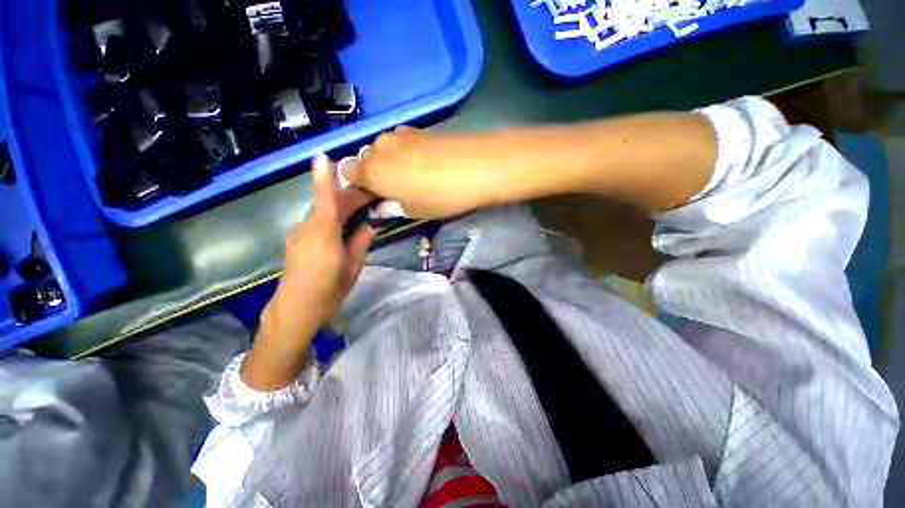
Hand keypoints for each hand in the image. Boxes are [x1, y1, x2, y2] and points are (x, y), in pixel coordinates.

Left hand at [242, 154, 374, 390]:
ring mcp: (299, 232)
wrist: (295, 309)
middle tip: (372, 192)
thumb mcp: (353, 268)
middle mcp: (307, 229)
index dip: (324, 179)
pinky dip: (332, 213)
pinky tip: (344, 219)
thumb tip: (372, 224)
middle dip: (349, 193)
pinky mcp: (297, 238)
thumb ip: (362, 242)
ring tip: (362, 203)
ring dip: (341, 203)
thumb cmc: (329, 291)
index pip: (326, 202)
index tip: (324, 157)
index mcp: (324, 237)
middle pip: (327, 203)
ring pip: (321, 210)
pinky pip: (316, 219)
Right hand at [343, 127, 515, 217]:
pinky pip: (400, 141)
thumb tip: (383, 206)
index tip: (374, 196)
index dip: (358, 185)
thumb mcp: (416, 211)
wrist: (477, 167)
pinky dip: (403, 151)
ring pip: (382, 149)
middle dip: (374, 173)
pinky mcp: (416, 128)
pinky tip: (424, 161)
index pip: (347, 173)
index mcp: (372, 172)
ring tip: (413, 174)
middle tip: (396, 188)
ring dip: (389, 161)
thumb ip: (394, 207)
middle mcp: (378, 148)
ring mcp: (398, 134)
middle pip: (365, 159)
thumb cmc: (441, 197)